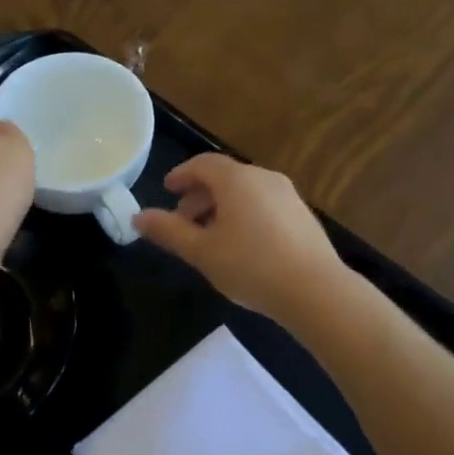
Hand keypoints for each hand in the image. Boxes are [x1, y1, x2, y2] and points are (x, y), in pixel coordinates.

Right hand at [133, 154, 348, 324]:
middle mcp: (263, 178)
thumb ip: (168, 231)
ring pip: (246, 192)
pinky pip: (264, 204)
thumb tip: (138, 217)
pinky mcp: (303, 215)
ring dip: (222, 207)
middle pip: (225, 177)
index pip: (202, 164)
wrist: (315, 290)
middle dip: (200, 195)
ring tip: (210, 237)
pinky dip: (245, 214)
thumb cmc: (250, 266)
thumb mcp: (201, 251)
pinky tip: (242, 245)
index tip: (168, 189)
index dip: (182, 174)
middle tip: (183, 220)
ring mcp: (288, 195)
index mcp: (236, 180)